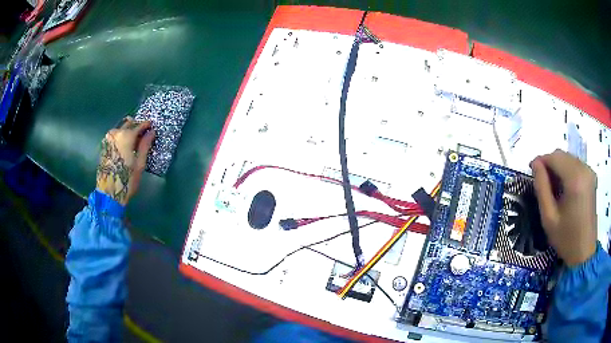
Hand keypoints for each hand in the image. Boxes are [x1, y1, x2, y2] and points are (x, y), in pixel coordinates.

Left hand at [96, 117, 154, 204]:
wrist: (108, 194)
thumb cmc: (127, 180)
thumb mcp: (139, 164)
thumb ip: (145, 146)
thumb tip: (151, 132)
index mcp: (126, 136)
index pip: (139, 125)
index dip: (146, 125)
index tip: (152, 126)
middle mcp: (116, 133)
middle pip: (128, 124)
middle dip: (136, 126)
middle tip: (143, 133)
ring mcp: (108, 139)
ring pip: (120, 129)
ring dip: (127, 131)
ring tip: (134, 140)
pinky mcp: (103, 146)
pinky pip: (114, 136)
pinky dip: (121, 137)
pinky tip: (124, 145)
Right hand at [531, 149, 597, 266]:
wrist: (584, 252)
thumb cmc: (566, 239)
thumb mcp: (549, 218)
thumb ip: (541, 188)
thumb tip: (535, 165)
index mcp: (575, 179)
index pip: (554, 157)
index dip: (541, 160)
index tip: (531, 171)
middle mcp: (584, 169)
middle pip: (562, 155)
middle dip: (549, 164)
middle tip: (541, 181)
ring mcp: (589, 172)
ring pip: (568, 159)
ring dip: (558, 167)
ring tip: (552, 187)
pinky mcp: (591, 177)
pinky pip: (575, 165)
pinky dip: (566, 171)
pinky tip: (563, 188)